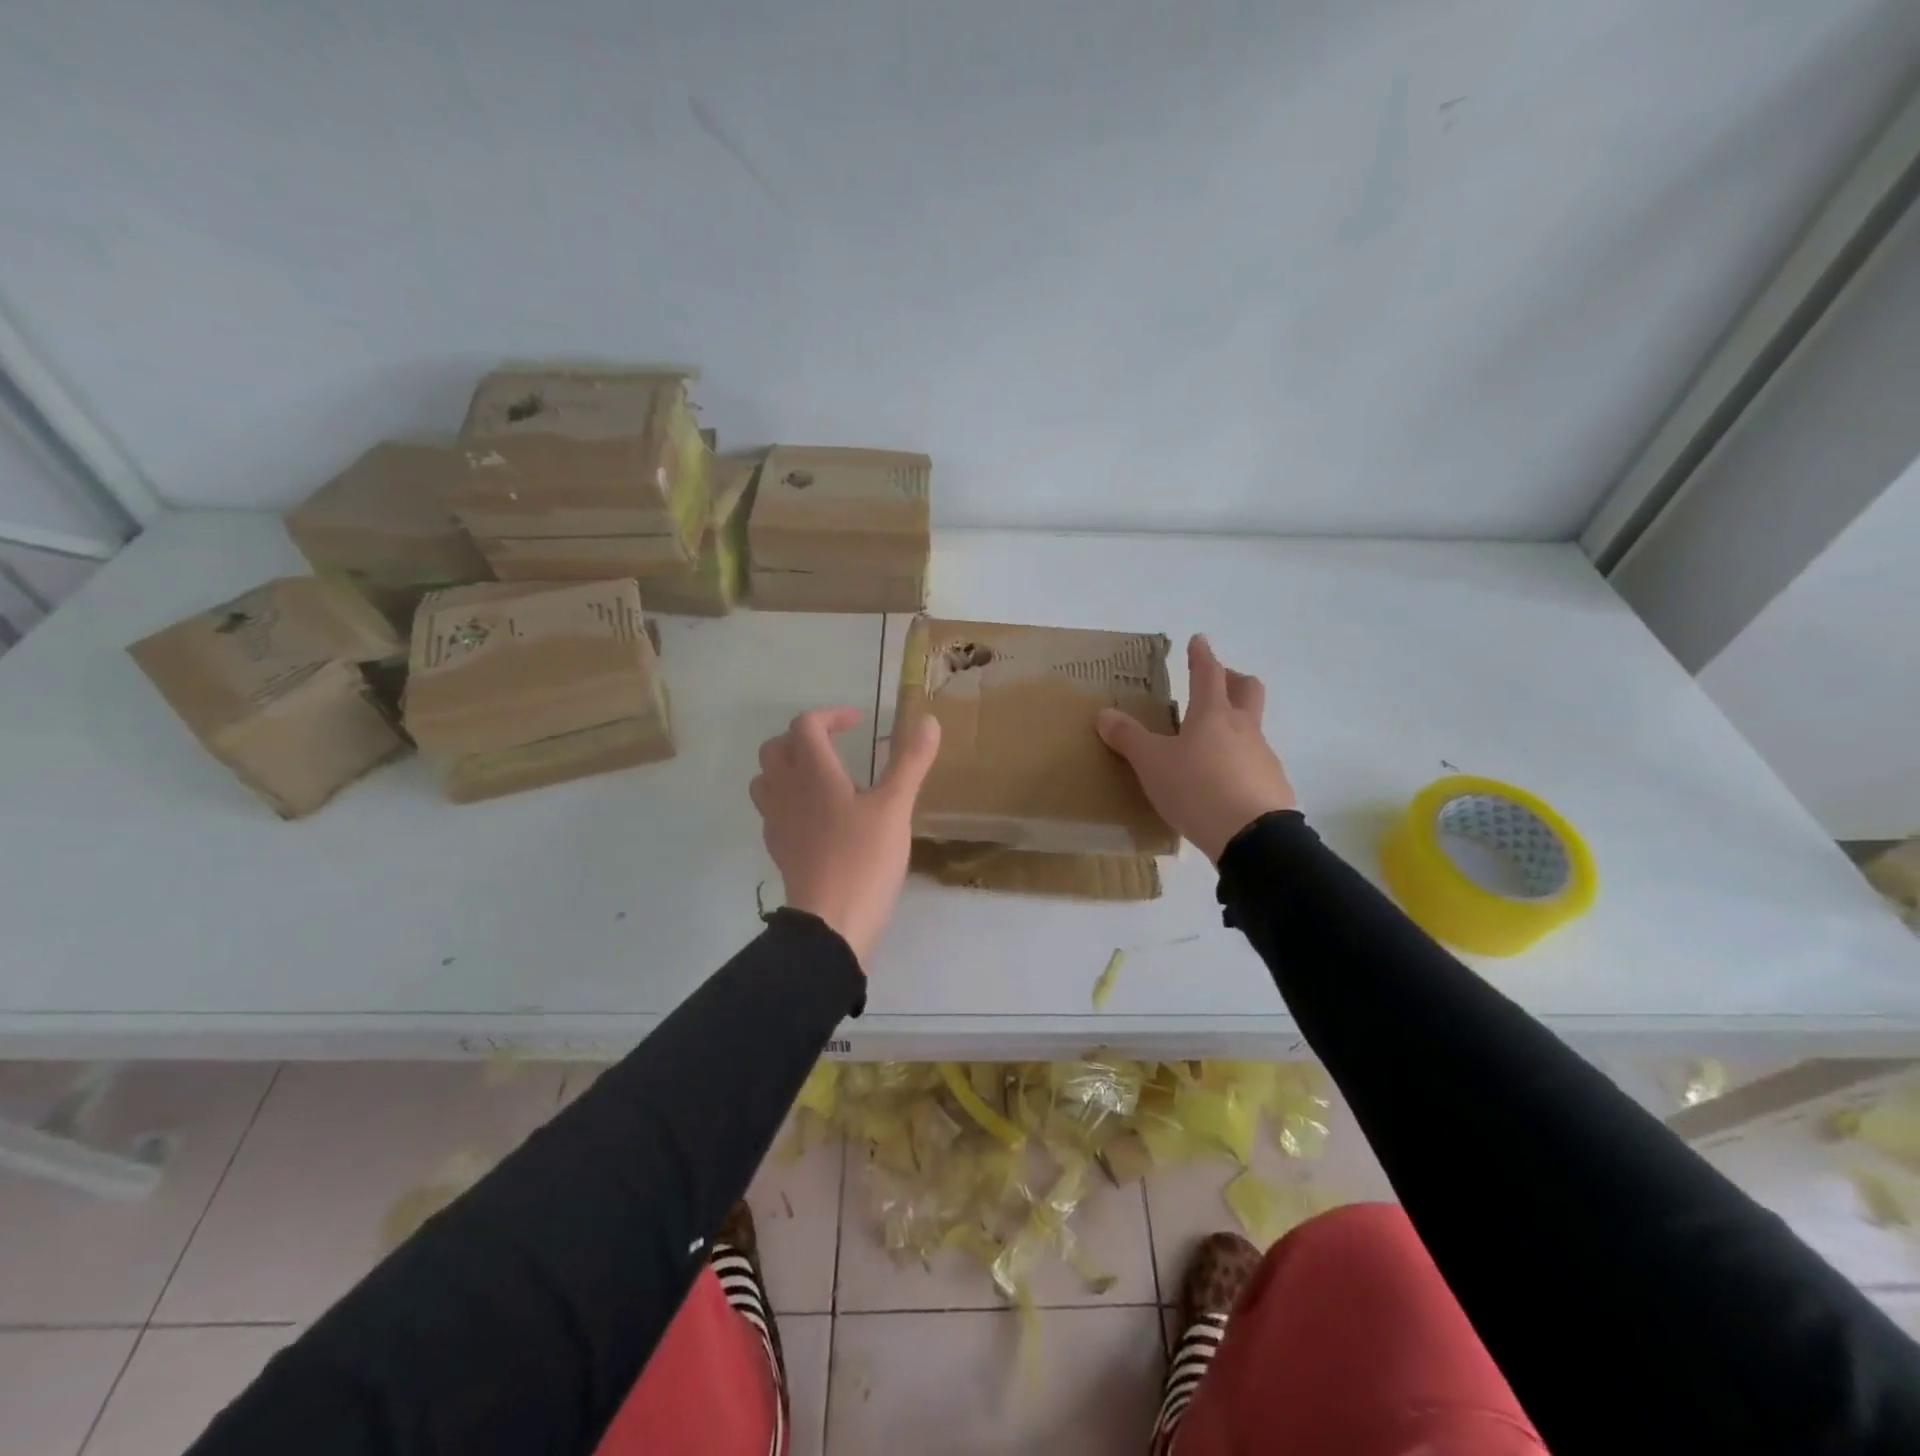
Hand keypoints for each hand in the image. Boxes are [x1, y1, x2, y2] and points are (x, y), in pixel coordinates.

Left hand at [749, 707, 942, 966]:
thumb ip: (910, 762)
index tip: (859, 724)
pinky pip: (774, 812)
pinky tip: (820, 818)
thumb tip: (929, 720)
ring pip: (767, 780)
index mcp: (813, 773)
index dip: (831, 716)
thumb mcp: (895, 807)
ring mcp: (777, 822)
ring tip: (823, 778)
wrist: (830, 923)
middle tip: (836, 745)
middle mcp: (786, 791)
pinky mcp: (779, 850)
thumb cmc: (864, 859)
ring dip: (789, 768)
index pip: (806, 725)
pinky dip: (791, 801)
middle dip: (804, 738)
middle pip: (776, 748)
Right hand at [1096, 635, 1295, 862]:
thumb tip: (1104, 714)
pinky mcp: (1272, 785)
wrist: (1253, 838)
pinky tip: (1222, 782)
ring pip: (1252, 727)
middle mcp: (1243, 728)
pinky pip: (1255, 761)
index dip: (1202, 655)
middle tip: (1218, 682)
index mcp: (1212, 714)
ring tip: (1209, 744)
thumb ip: (1128, 738)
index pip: (1208, 673)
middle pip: (1248, 689)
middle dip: (1233, 679)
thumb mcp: (1152, 763)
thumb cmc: (1197, 788)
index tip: (1199, 640)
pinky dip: (1239, 760)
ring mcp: (1263, 756)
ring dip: (1235, 724)